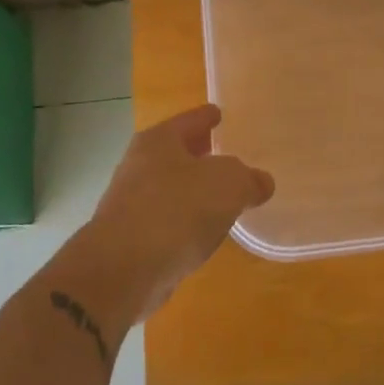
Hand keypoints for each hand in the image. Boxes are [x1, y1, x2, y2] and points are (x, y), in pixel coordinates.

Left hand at [85, 104, 273, 316]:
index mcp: (159, 141)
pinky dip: (183, 222)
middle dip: (199, 154)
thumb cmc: (176, 211)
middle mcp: (139, 165)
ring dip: (192, 191)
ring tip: (220, 197)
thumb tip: (261, 182)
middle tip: (225, 155)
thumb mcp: (228, 185)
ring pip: (170, 187)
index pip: (190, 120)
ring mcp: (130, 203)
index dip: (207, 116)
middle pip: (176, 152)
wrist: (122, 271)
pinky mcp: (129, 239)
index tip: (219, 113)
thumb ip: (248, 179)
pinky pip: (165, 221)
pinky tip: (201, 233)